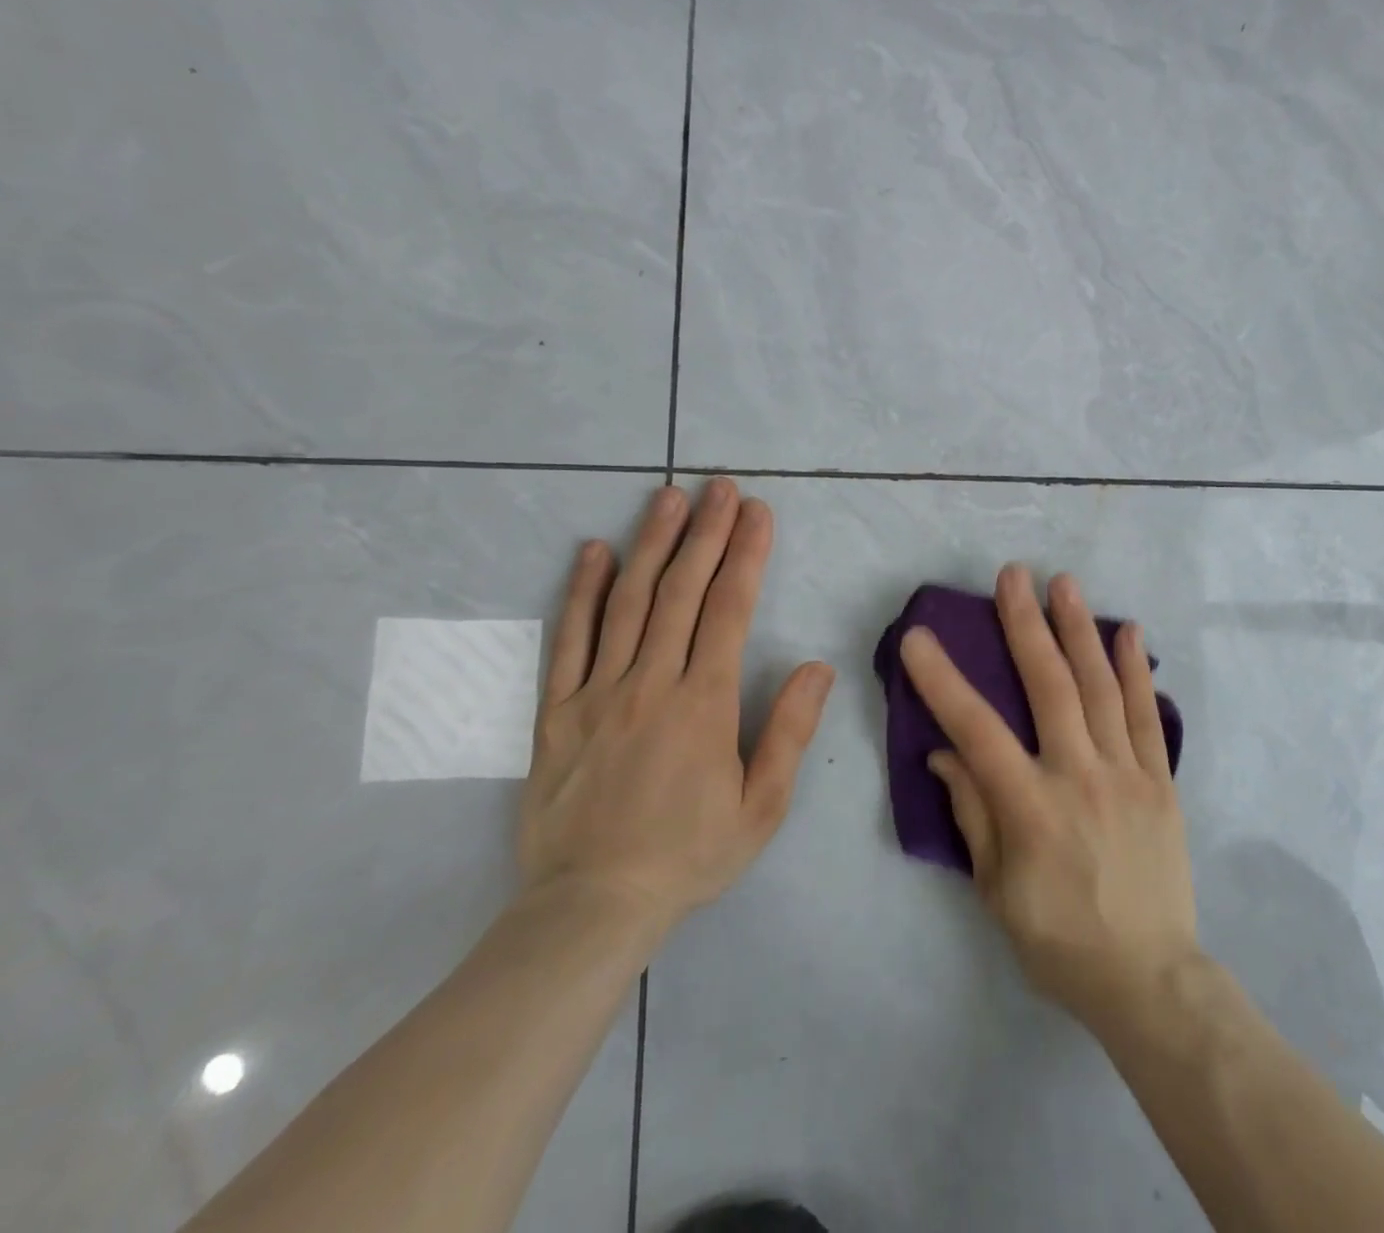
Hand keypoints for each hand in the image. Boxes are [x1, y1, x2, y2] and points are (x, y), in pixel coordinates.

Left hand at [517, 477, 835, 930]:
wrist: (591, 906)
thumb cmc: (688, 855)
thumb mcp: (761, 808)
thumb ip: (789, 732)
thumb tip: (817, 667)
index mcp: (703, 704)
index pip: (729, 611)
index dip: (747, 556)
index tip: (758, 514)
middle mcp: (650, 683)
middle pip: (680, 592)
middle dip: (706, 533)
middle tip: (720, 488)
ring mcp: (597, 692)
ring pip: (627, 603)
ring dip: (651, 544)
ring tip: (668, 498)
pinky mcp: (556, 711)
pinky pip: (568, 640)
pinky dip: (581, 592)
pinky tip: (592, 552)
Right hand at [900, 565, 1198, 1028]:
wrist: (1150, 977)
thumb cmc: (1059, 940)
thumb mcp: (997, 891)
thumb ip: (973, 814)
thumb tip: (945, 755)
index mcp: (1032, 808)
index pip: (977, 730)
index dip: (944, 682)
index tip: (918, 638)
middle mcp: (1080, 777)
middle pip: (1050, 687)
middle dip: (1026, 625)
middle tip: (1013, 575)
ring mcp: (1127, 774)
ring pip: (1101, 688)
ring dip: (1080, 630)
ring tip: (1065, 583)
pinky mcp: (1161, 781)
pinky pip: (1148, 717)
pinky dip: (1137, 671)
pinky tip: (1129, 632)